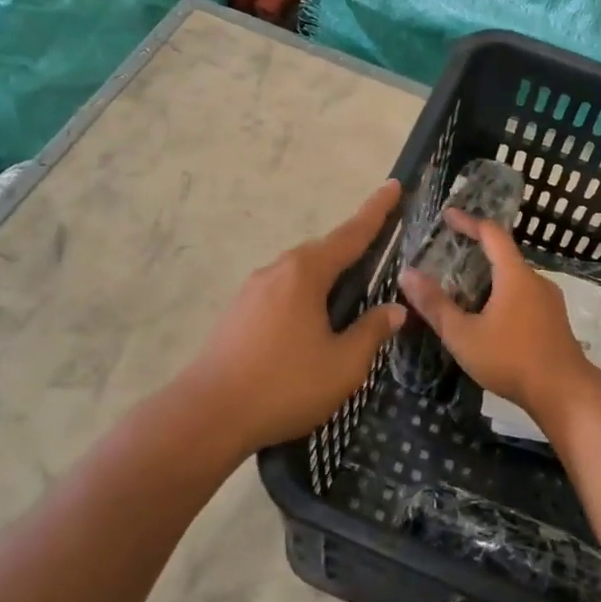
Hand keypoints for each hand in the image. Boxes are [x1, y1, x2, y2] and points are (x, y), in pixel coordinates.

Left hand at [179, 180, 406, 455]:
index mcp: (305, 273)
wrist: (207, 415)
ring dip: (327, 279)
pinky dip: (306, 297)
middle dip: (352, 249)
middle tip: (381, 252)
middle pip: (324, 252)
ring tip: (350, 299)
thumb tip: (394, 310)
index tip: (394, 186)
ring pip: (301, 275)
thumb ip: (372, 332)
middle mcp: (277, 270)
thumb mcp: (343, 365)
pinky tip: (312, 326)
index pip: (351, 234)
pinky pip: (283, 293)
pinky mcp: (238, 313)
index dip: (376, 211)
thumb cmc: (284, 385)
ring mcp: (252, 291)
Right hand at [398, 209, 600, 426]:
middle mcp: (536, 279)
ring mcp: (549, 300)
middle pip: (504, 255)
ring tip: (463, 288)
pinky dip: (503, 294)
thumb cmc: (511, 359)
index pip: (491, 233)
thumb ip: (435, 304)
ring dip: (490, 276)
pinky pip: (524, 295)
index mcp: (515, 275)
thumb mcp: (463, 335)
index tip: (447, 215)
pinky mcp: (554, 320)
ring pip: (515, 278)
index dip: (468, 221)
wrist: (564, 393)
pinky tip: (489, 316)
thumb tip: (406, 274)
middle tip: (448, 256)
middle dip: (477, 251)